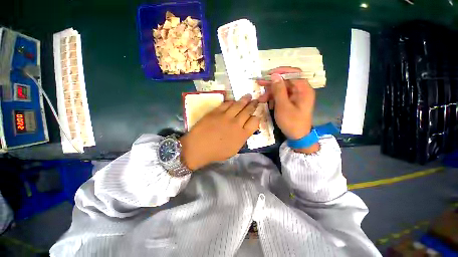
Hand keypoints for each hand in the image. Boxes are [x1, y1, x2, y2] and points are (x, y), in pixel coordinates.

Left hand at [180, 94, 259, 169]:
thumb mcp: (234, 150)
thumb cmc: (216, 152)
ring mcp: (226, 116)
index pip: (255, 122)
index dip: (256, 118)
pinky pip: (226, 104)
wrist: (198, 148)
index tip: (255, 116)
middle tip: (256, 100)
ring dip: (245, 99)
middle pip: (248, 111)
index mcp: (242, 135)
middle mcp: (236, 123)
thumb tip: (245, 129)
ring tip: (248, 96)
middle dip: (253, 105)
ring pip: (238, 105)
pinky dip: (231, 101)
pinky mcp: (216, 112)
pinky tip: (234, 101)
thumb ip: (242, 138)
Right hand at [258, 67, 318, 153]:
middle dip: (272, 83)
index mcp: (303, 90)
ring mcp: (296, 96)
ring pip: (282, 89)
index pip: (294, 73)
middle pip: (286, 81)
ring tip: (261, 99)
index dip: (281, 72)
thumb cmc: (291, 122)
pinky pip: (282, 96)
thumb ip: (279, 90)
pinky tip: (268, 103)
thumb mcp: (283, 106)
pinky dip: (274, 98)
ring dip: (271, 93)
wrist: (297, 136)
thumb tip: (275, 75)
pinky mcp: (291, 102)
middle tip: (260, 83)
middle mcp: (301, 91)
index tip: (268, 74)